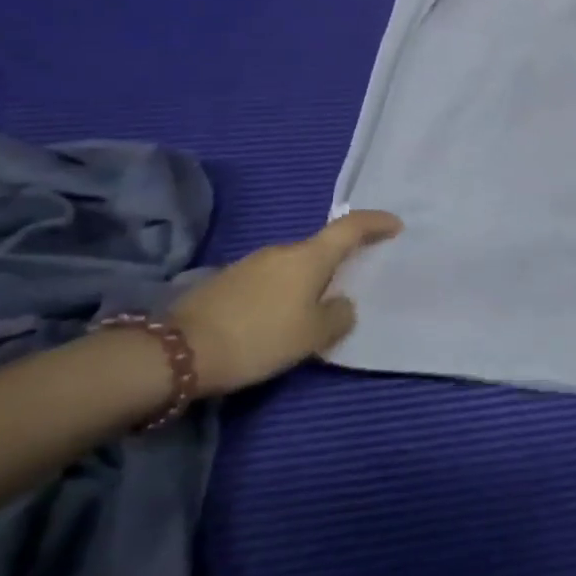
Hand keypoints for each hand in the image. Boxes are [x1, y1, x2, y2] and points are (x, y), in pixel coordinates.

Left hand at [170, 210, 401, 395]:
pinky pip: (269, 281)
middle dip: (338, 263)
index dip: (376, 223)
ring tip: (312, 313)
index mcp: (309, 256)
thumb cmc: (260, 337)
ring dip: (307, 282)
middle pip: (320, 249)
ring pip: (292, 267)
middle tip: (351, 286)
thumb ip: (338, 316)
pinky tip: (276, 321)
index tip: (395, 225)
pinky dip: (282, 294)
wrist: (180, 352)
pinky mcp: (226, 282)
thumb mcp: (313, 335)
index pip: (350, 228)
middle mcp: (281, 250)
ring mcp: (250, 263)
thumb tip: (341, 305)